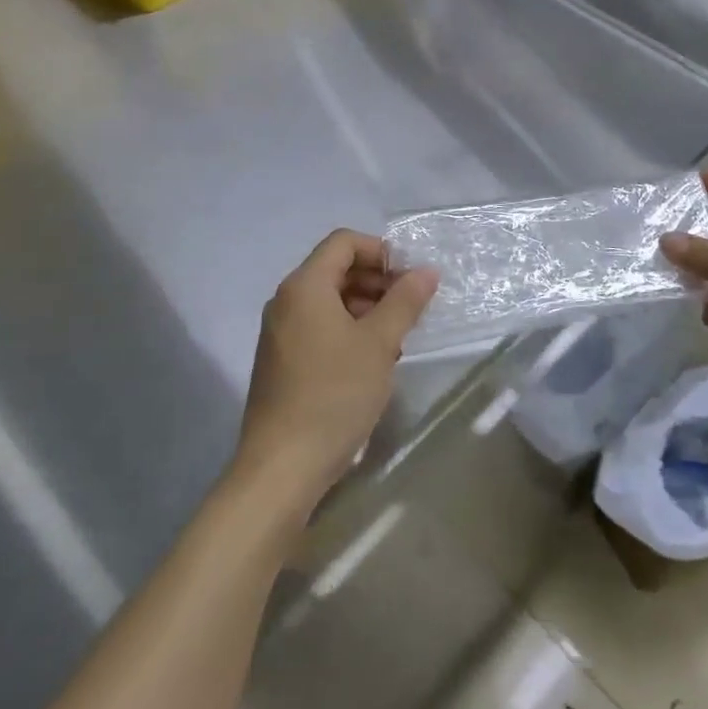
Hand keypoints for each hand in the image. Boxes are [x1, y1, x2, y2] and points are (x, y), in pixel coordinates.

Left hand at [235, 230, 438, 510]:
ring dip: (367, 307)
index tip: (410, 278)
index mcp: (305, 286)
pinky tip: (373, 360)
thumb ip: (405, 301)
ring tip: (398, 337)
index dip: (381, 251)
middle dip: (377, 281)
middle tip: (411, 308)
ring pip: (329, 301)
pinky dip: (348, 330)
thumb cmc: (334, 394)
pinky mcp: (282, 360)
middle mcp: (286, 301)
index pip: (344, 242)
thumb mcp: (379, 343)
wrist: (283, 466)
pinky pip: (319, 327)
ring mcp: (280, 332)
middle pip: (336, 269)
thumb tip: (426, 271)